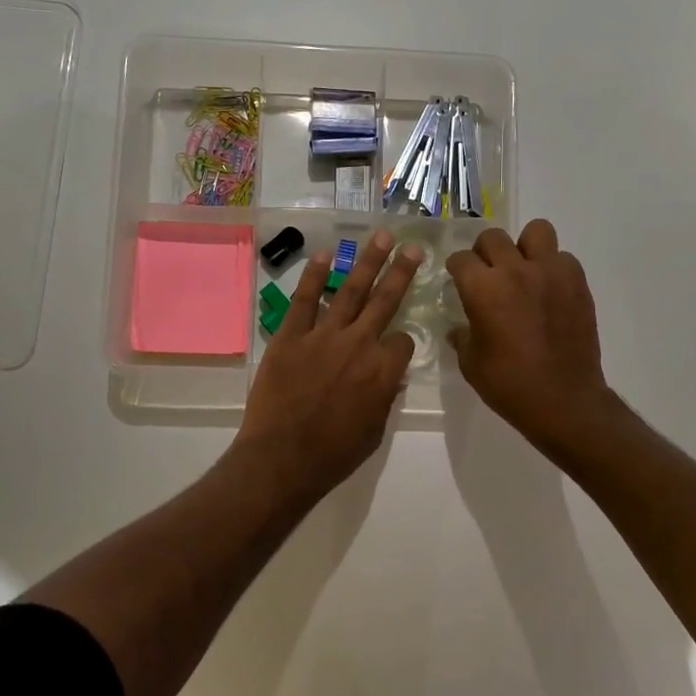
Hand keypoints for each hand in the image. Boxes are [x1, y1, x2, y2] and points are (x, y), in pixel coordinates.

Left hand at [237, 229, 422, 500]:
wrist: (282, 459)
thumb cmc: (334, 454)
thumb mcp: (375, 431)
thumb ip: (384, 397)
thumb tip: (389, 376)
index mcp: (383, 370)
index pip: (402, 340)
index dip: (401, 343)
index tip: (394, 349)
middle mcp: (358, 344)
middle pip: (386, 300)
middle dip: (401, 270)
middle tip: (413, 246)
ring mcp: (322, 336)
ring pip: (350, 290)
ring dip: (367, 261)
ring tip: (380, 236)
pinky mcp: (290, 336)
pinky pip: (304, 300)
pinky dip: (314, 276)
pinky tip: (324, 254)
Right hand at [447, 219, 614, 456]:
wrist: (564, 400)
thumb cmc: (509, 385)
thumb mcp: (471, 363)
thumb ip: (463, 336)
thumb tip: (460, 328)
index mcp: (483, 288)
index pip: (461, 258)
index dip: (456, 269)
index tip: (457, 279)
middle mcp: (515, 270)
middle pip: (493, 238)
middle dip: (484, 252)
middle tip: (487, 274)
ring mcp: (551, 273)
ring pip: (536, 231)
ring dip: (525, 247)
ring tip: (523, 270)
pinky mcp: (577, 283)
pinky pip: (563, 258)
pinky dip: (553, 267)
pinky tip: (548, 291)